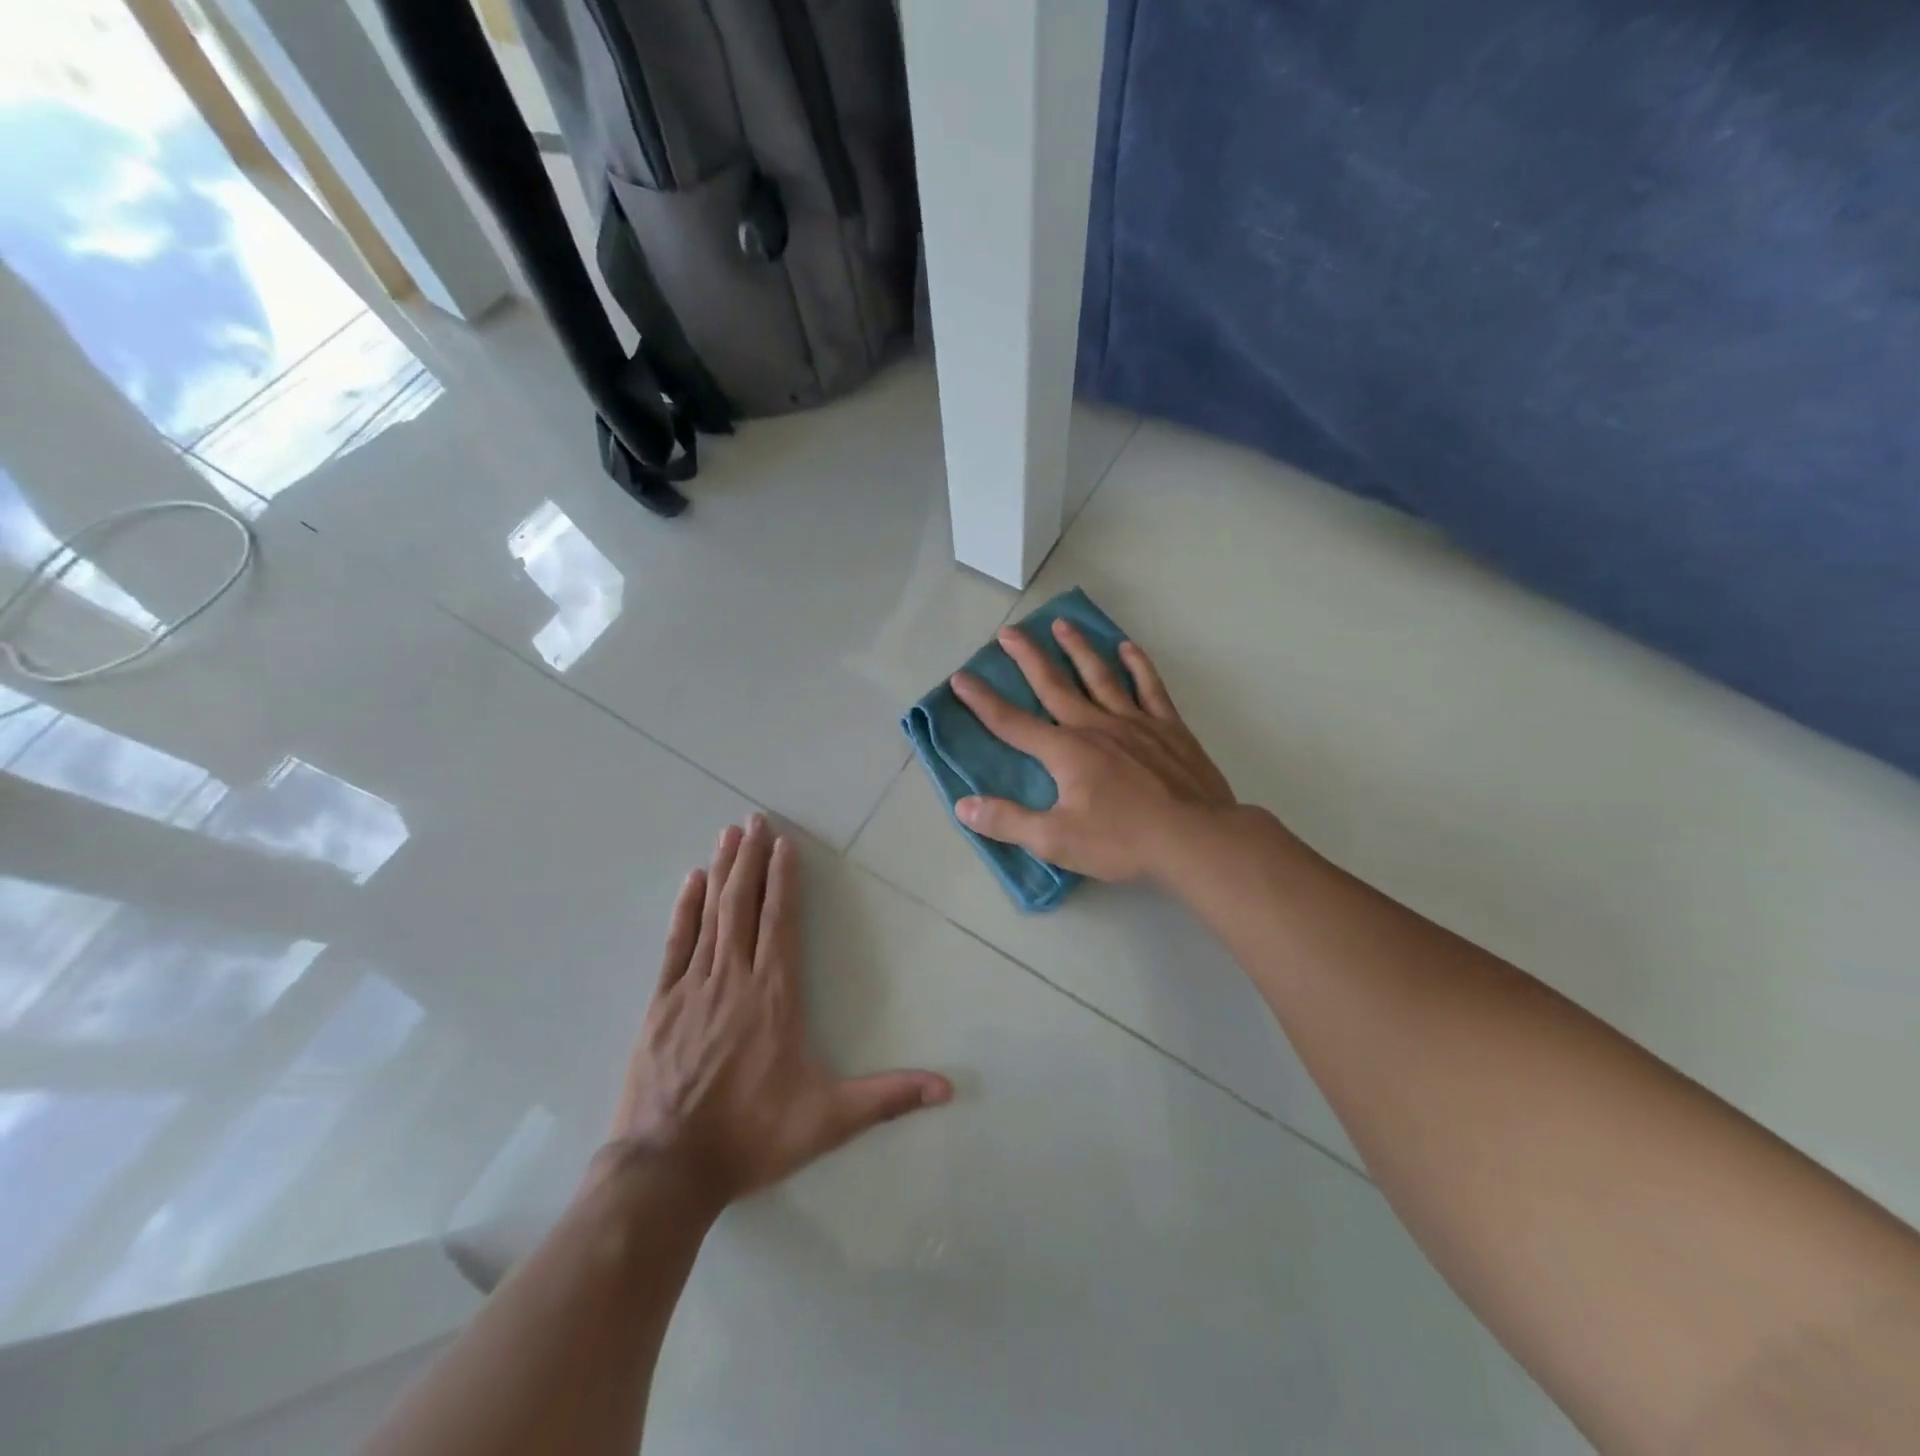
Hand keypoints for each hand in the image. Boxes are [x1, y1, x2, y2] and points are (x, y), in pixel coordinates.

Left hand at [608, 816, 951, 1208]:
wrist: (667, 1169)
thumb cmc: (752, 1136)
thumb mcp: (829, 1120)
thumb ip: (887, 1098)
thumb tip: (947, 1089)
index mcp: (775, 994)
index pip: (781, 921)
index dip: (784, 879)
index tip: (785, 843)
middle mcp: (735, 977)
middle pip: (745, 905)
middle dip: (752, 859)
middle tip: (755, 819)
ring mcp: (693, 987)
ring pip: (711, 915)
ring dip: (722, 871)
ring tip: (729, 834)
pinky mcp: (661, 1003)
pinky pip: (676, 943)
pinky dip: (684, 909)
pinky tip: (691, 882)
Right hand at [950, 621, 1235, 882]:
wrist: (1195, 839)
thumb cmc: (1122, 841)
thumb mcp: (1056, 840)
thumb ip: (1008, 821)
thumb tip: (964, 805)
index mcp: (1065, 751)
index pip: (1012, 723)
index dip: (982, 701)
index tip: (960, 677)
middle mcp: (1095, 726)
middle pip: (1053, 685)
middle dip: (1028, 658)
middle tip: (1009, 632)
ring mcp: (1134, 722)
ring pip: (1100, 676)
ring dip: (1078, 649)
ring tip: (1062, 624)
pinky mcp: (1168, 728)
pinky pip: (1149, 687)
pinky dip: (1138, 665)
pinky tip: (1128, 648)